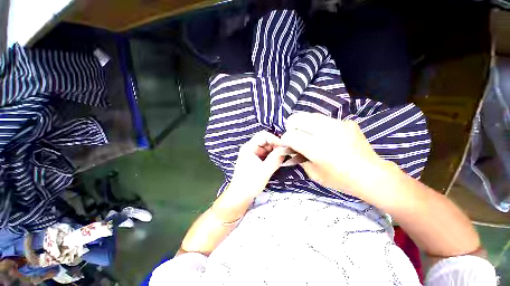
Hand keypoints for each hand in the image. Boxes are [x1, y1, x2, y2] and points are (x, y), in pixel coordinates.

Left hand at [229, 130, 286, 197]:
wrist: (240, 196)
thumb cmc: (250, 183)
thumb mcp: (265, 170)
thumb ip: (276, 158)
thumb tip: (286, 150)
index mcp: (249, 147)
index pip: (263, 135)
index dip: (275, 139)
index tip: (284, 146)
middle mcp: (250, 148)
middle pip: (265, 141)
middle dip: (276, 145)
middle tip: (286, 153)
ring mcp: (252, 154)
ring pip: (267, 148)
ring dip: (275, 151)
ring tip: (283, 157)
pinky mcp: (255, 160)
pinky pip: (265, 154)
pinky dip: (272, 156)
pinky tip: (278, 161)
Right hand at [281, 112, 390, 196]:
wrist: (371, 175)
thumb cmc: (340, 179)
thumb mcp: (313, 173)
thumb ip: (299, 157)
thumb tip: (292, 148)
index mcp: (316, 148)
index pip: (290, 135)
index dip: (284, 140)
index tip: (286, 144)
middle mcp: (325, 132)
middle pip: (297, 119)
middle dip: (291, 127)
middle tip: (295, 137)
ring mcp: (337, 124)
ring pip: (310, 115)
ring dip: (304, 124)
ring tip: (309, 134)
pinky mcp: (346, 122)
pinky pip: (324, 119)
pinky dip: (318, 126)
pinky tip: (326, 136)